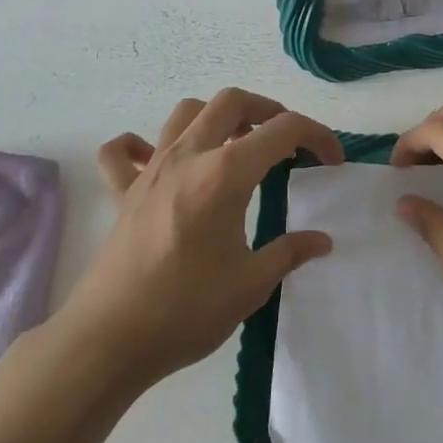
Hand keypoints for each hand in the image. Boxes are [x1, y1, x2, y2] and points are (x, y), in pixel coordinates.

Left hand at [56, 88, 342, 390]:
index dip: (316, 136)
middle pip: (230, 102)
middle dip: (267, 110)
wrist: (109, 340)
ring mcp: (150, 171)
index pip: (282, 131)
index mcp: (225, 175)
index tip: (332, 161)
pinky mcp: (122, 193)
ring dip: (216, 117)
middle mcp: (187, 158)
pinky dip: (140, 145)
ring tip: (235, 144)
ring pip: (184, 113)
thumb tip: (321, 241)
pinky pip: (122, 152)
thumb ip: (289, 252)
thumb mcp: (251, 285)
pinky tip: (157, 161)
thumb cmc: (186, 310)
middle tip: (286, 141)